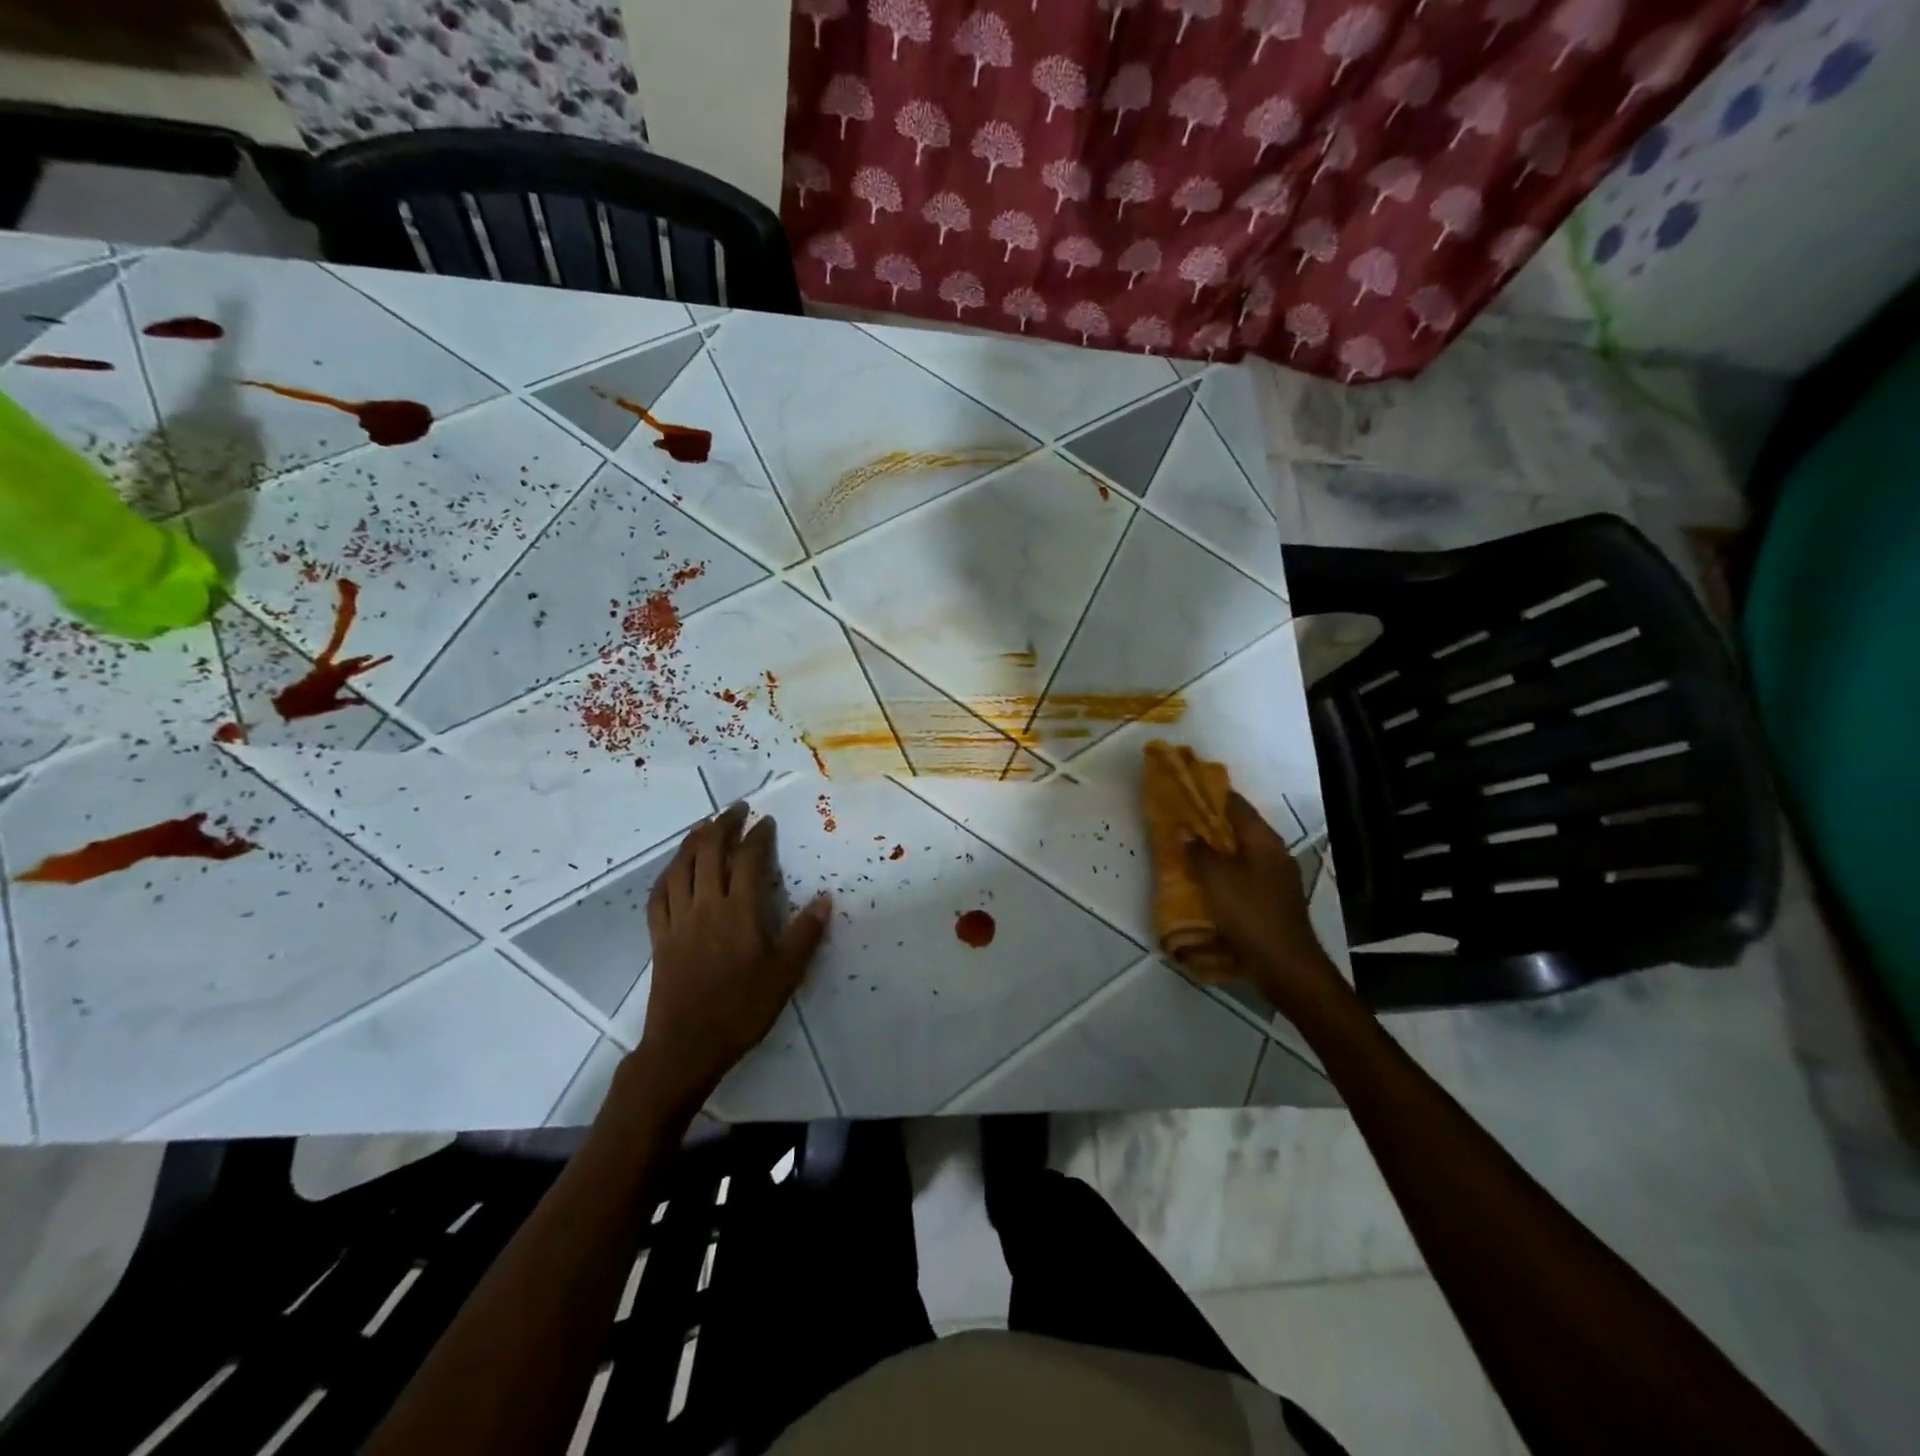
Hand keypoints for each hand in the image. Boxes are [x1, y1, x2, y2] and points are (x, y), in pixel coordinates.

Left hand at [630, 804, 830, 1107]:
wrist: (686, 1047)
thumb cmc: (742, 1009)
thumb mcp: (785, 975)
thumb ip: (805, 934)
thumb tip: (825, 899)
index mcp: (739, 911)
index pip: (749, 860)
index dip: (758, 835)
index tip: (766, 821)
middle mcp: (706, 906)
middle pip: (709, 852)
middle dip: (723, 825)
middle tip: (736, 809)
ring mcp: (677, 920)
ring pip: (680, 867)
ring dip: (693, 840)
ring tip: (705, 826)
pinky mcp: (659, 937)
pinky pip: (658, 894)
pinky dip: (667, 873)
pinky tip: (674, 868)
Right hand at [1186, 793, 1350, 1023]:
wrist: (1285, 966)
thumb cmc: (1251, 914)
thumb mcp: (1217, 880)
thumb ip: (1199, 852)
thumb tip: (1184, 829)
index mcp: (1264, 841)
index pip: (1236, 805)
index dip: (1212, 794)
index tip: (1187, 788)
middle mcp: (1274, 854)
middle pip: (1239, 829)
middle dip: (1210, 824)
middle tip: (1179, 820)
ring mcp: (1276, 879)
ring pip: (1240, 854)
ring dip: (1216, 850)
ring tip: (1186, 849)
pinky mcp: (1271, 901)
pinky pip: (1243, 877)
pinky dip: (1223, 873)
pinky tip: (1204, 882)